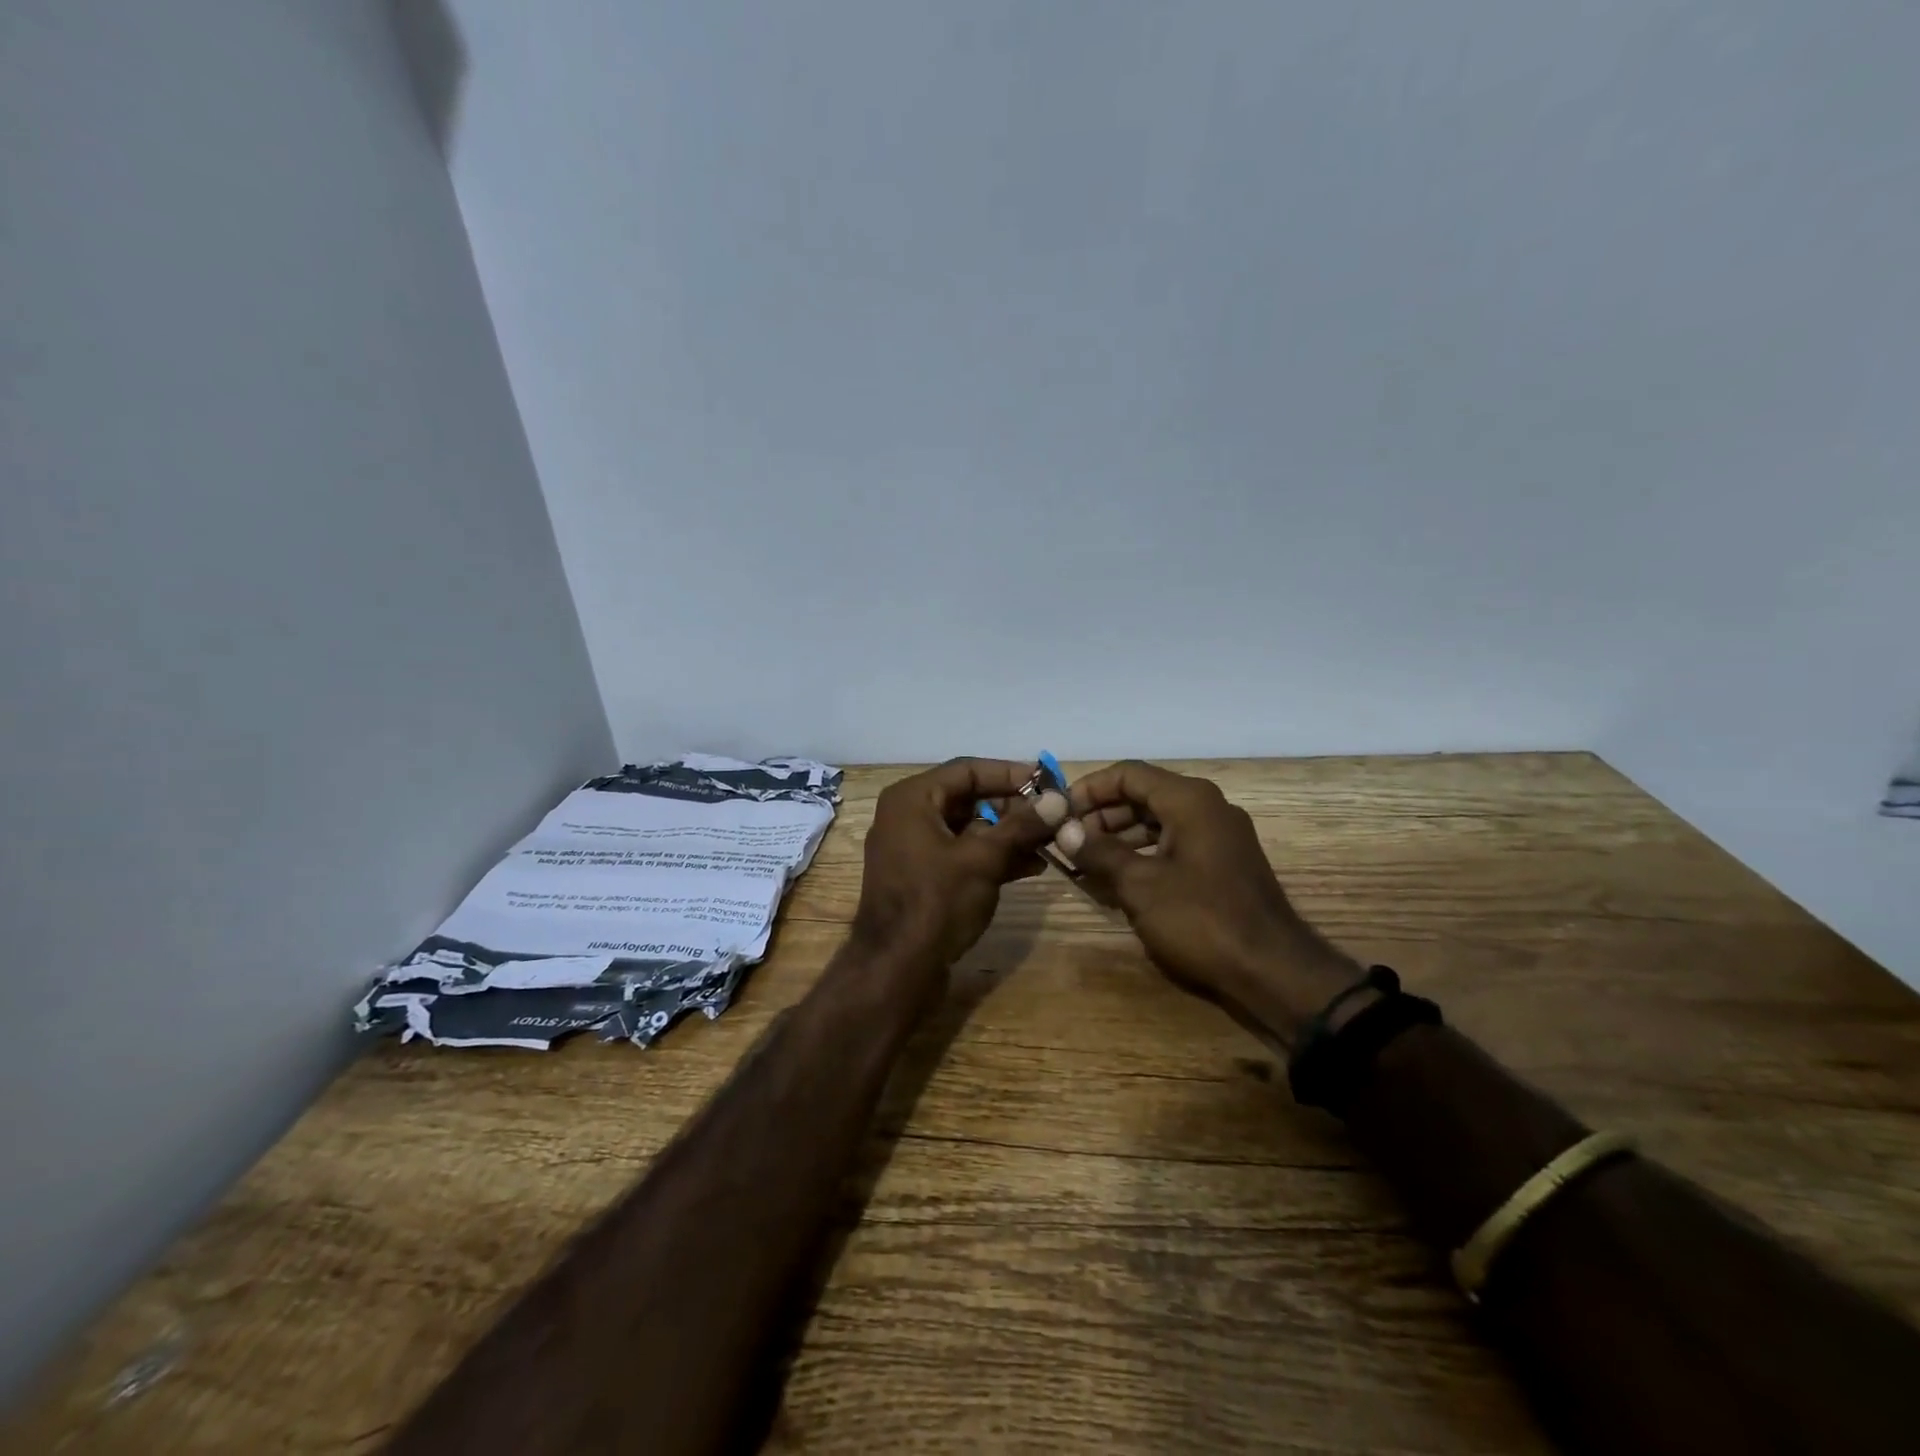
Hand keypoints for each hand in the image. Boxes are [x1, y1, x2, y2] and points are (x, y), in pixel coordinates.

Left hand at [851, 758, 1067, 981]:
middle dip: (1013, 808)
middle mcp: (908, 816)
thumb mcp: (983, 859)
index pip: (967, 770)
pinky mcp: (923, 877)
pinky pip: (962, 854)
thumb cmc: (936, 902)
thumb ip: (1021, 825)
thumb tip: (1059, 798)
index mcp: (912, 798)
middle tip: (1053, 815)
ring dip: (1008, 834)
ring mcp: (914, 848)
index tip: (1048, 781)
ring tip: (1051, 841)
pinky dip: (993, 857)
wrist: (896, 969)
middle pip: (968, 798)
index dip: (1010, 774)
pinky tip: (1032, 865)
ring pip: (969, 829)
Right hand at [1057, 761, 1360, 1045]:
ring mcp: (1219, 837)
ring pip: (1157, 822)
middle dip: (1101, 815)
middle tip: (1068, 841)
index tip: (1058, 812)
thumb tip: (1064, 830)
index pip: (1128, 774)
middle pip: (1143, 795)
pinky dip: (1143, 855)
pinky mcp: (1223, 864)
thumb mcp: (1140, 886)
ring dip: (1119, 837)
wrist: (1273, 973)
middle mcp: (1207, 808)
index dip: (1089, 789)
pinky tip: (1117, 880)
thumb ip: (1099, 852)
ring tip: (1084, 863)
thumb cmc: (1201, 920)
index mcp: (1190, 800)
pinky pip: (1174, 845)